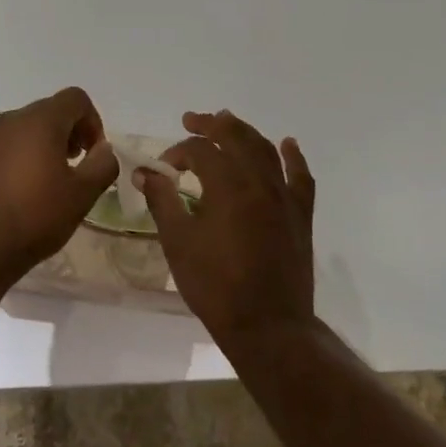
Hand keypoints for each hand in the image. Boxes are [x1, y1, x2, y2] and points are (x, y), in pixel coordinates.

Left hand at [0, 87, 117, 285]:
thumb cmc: (35, 216)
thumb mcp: (82, 194)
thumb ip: (102, 164)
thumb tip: (104, 149)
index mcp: (40, 120)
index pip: (75, 98)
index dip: (93, 121)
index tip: (94, 154)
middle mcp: (11, 120)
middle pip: (50, 110)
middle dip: (71, 132)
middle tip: (77, 167)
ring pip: (27, 128)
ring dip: (46, 145)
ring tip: (52, 182)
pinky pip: (7, 146)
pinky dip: (23, 157)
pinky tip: (25, 192)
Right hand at [136, 109, 315, 348]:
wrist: (268, 326)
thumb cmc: (216, 286)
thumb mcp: (178, 243)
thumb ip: (162, 201)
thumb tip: (145, 172)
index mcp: (227, 186)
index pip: (199, 151)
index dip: (177, 153)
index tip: (163, 169)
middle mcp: (258, 182)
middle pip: (235, 137)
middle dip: (211, 125)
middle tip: (191, 120)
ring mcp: (283, 197)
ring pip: (265, 149)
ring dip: (244, 132)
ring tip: (227, 121)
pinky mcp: (300, 215)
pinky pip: (300, 177)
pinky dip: (293, 157)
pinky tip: (287, 144)